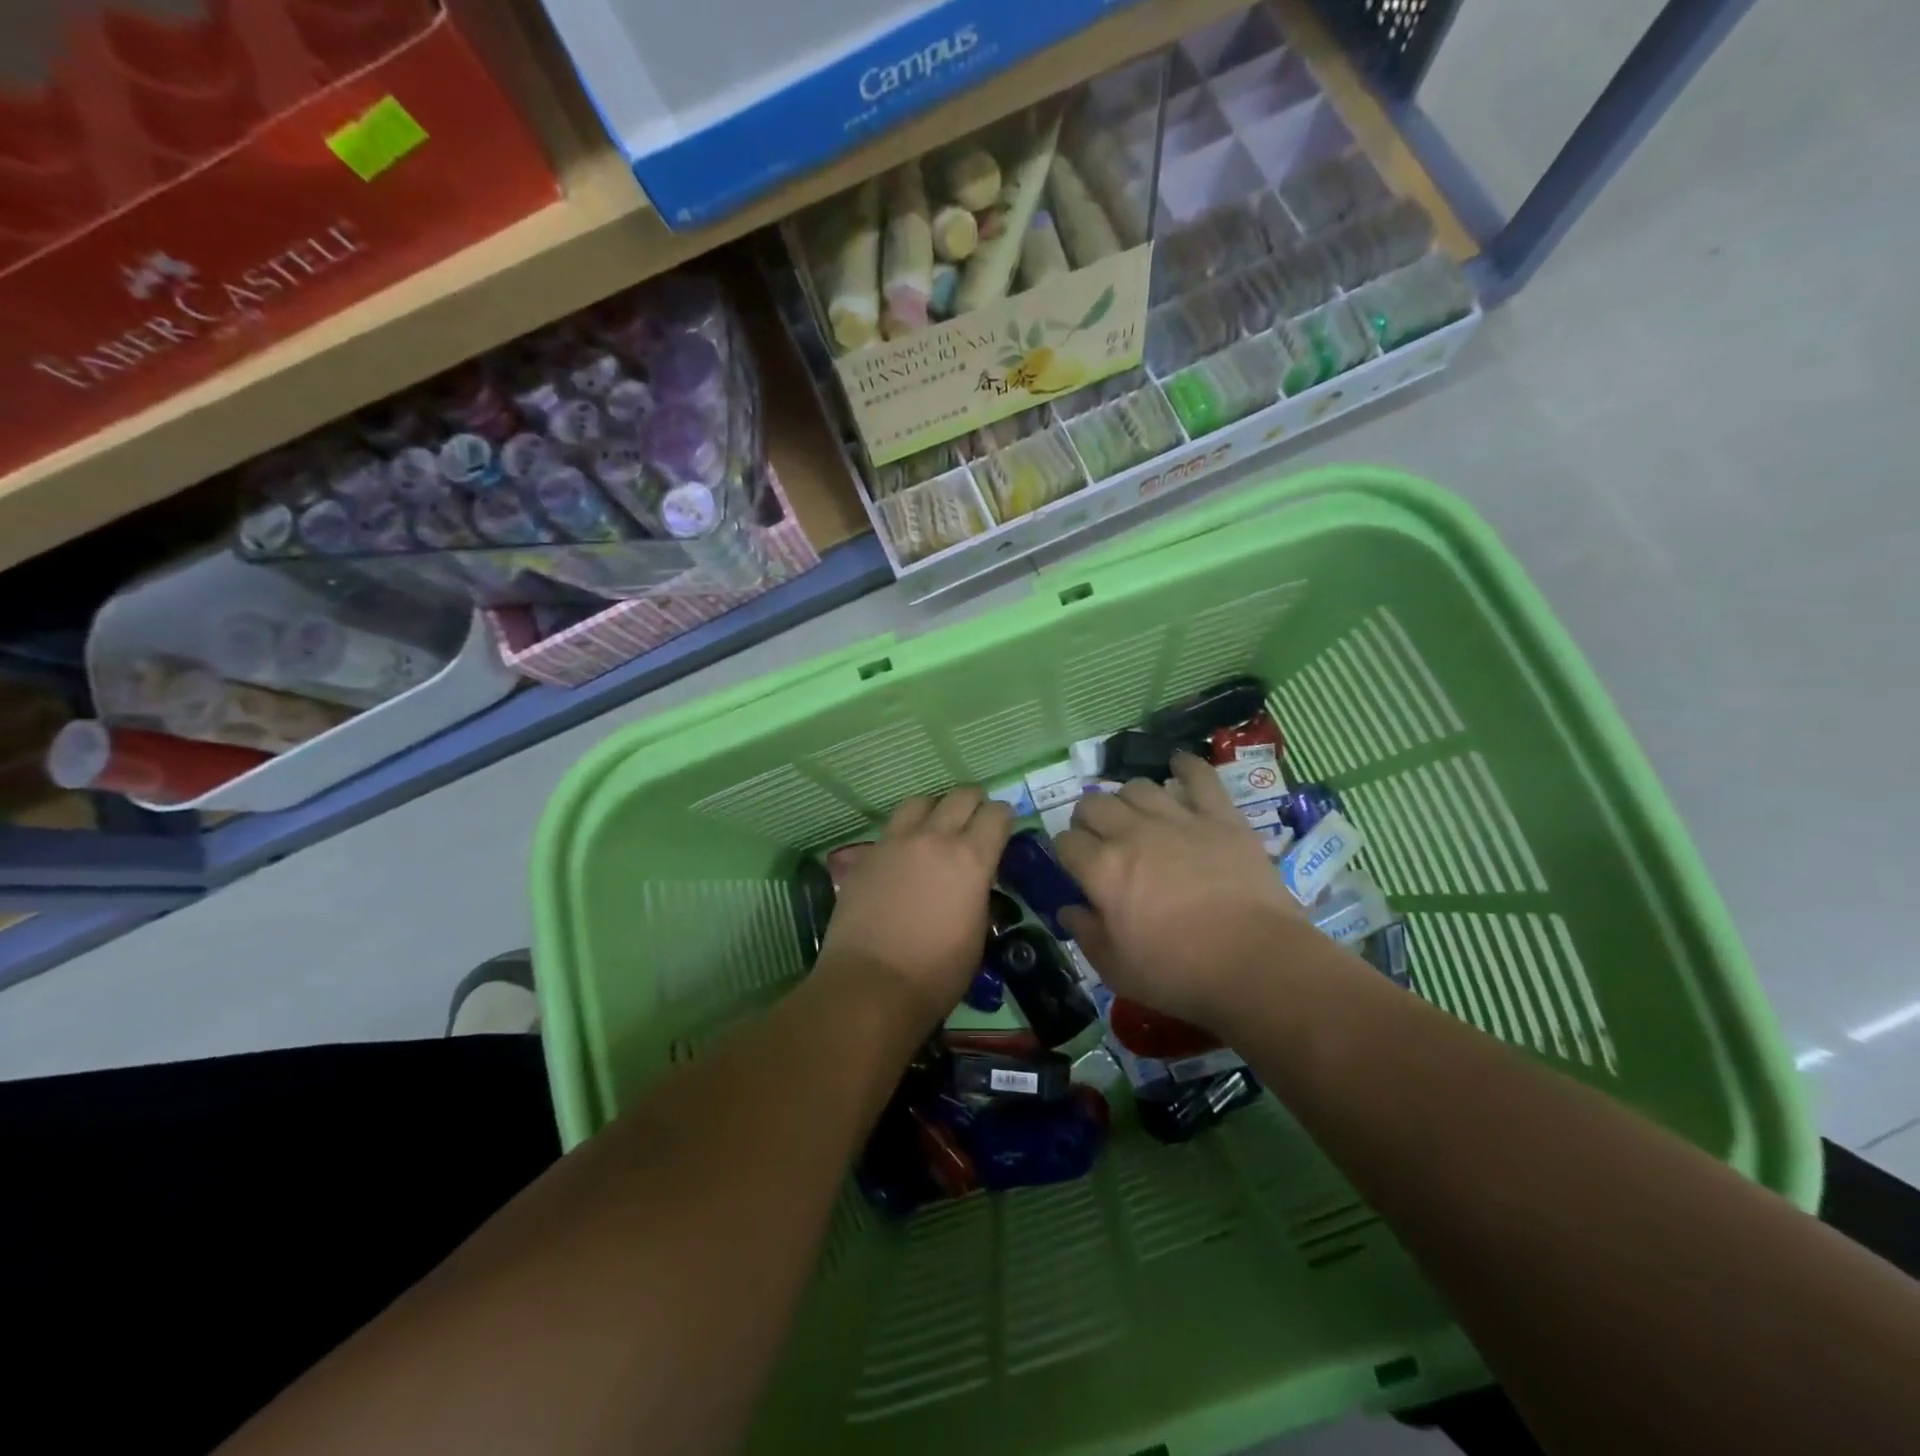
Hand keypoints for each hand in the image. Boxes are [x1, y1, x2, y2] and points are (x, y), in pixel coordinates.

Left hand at [818, 786, 1013, 1027]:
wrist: (871, 985)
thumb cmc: (936, 973)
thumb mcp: (977, 933)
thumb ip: (977, 892)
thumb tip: (973, 880)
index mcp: (971, 859)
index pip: (997, 814)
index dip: (1003, 818)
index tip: (1002, 828)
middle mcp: (934, 838)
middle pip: (961, 796)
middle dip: (974, 803)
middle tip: (974, 820)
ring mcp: (895, 842)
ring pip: (920, 802)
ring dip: (934, 810)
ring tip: (934, 829)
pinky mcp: (866, 855)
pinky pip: (890, 830)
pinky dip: (902, 836)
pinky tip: (901, 859)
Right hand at [1056, 752, 1316, 1029]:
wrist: (1258, 965)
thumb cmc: (1180, 974)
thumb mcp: (1117, 970)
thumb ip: (1086, 934)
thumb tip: (1067, 909)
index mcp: (1103, 870)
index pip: (1065, 841)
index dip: (1065, 851)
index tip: (1074, 865)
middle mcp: (1133, 834)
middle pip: (1094, 804)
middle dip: (1088, 818)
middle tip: (1101, 839)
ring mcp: (1178, 819)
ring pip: (1137, 786)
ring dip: (1129, 799)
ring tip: (1137, 815)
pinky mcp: (1220, 817)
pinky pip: (1199, 777)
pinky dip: (1187, 767)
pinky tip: (1179, 766)